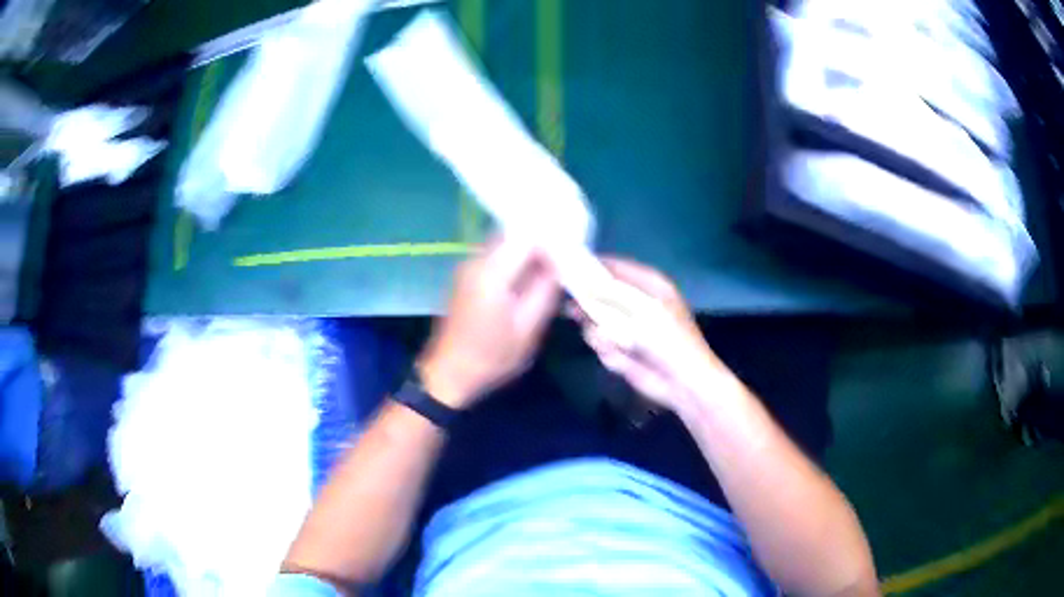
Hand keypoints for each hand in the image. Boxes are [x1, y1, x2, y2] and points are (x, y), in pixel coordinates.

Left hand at [418, 236, 560, 408]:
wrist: (450, 373)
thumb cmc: (491, 357)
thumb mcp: (528, 328)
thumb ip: (545, 290)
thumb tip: (561, 264)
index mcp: (492, 272)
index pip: (528, 236)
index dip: (552, 241)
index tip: (570, 256)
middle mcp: (476, 260)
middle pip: (514, 235)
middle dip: (541, 244)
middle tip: (562, 264)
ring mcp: (467, 266)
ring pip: (505, 244)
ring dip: (527, 253)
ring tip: (548, 273)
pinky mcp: (466, 276)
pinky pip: (495, 256)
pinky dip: (514, 261)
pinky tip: (527, 281)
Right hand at [567, 257, 728, 411]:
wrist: (681, 382)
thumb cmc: (667, 338)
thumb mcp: (638, 308)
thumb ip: (607, 292)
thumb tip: (581, 278)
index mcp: (647, 283)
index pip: (613, 266)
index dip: (591, 267)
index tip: (566, 271)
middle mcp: (635, 300)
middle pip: (598, 292)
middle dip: (588, 305)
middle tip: (574, 311)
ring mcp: (626, 325)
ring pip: (593, 320)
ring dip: (600, 333)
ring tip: (618, 344)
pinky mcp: (619, 347)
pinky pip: (599, 341)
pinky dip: (607, 350)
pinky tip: (622, 358)